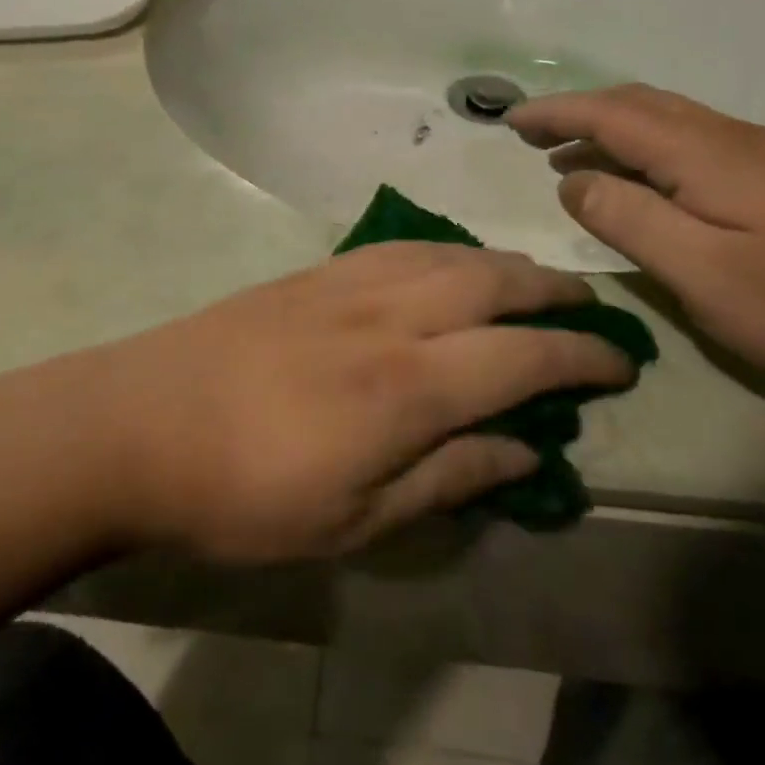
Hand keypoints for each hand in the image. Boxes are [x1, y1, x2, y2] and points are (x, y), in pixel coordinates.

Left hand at [79, 244, 633, 562]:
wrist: (143, 423)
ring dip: (502, 264)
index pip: (523, 356)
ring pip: (450, 255)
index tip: (622, 361)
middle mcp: (392, 316)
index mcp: (409, 385)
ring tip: (532, 281)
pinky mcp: (316, 271)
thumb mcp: (355, 518)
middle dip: (553, 293)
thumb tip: (524, 451)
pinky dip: (445, 250)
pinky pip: (402, 247)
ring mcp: (350, 283)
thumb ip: (447, 477)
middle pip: (494, 284)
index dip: (582, 356)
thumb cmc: (248, 493)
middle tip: (589, 307)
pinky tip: (450, 262)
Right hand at [507, 86, 764, 396]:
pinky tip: (642, 182)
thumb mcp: (703, 272)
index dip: (555, 112)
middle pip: (637, 105)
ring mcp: (759, 155)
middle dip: (577, 113)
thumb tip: (573, 180)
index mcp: (703, 153)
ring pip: (666, 121)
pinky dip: (645, 149)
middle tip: (531, 136)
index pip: (609, 113)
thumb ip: (628, 220)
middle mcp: (728, 137)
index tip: (508, 120)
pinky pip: (689, 143)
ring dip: (610, 130)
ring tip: (570, 158)